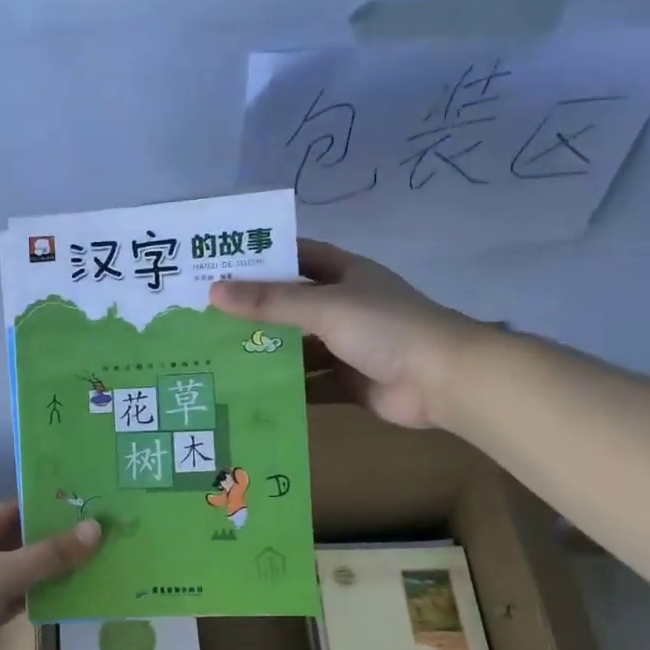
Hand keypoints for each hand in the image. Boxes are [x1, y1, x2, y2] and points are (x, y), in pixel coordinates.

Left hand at [0, 501, 101, 649]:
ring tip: (91, 570)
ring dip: (44, 575)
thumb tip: (96, 528)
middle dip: (52, 544)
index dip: (47, 509)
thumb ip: (50, 554)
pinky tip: (62, 603)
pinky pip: (8, 601)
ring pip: (14, 574)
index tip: (86, 511)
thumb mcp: (4, 572)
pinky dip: (31, 601)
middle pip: (17, 542)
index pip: (15, 509)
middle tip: (99, 542)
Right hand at [209, 239, 488, 429]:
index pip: (298, 255)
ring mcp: (348, 346)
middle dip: (255, 311)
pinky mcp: (350, 382)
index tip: (220, 264)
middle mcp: (344, 306)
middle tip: (205, 317)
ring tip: (218, 357)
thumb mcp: (324, 307)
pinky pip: (311, 383)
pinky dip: (286, 389)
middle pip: (292, 304)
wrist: (444, 380)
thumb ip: (270, 302)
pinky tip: (249, 394)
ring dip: (266, 352)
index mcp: (345, 274)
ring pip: (298, 346)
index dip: (263, 257)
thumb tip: (214, 292)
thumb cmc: (385, 327)